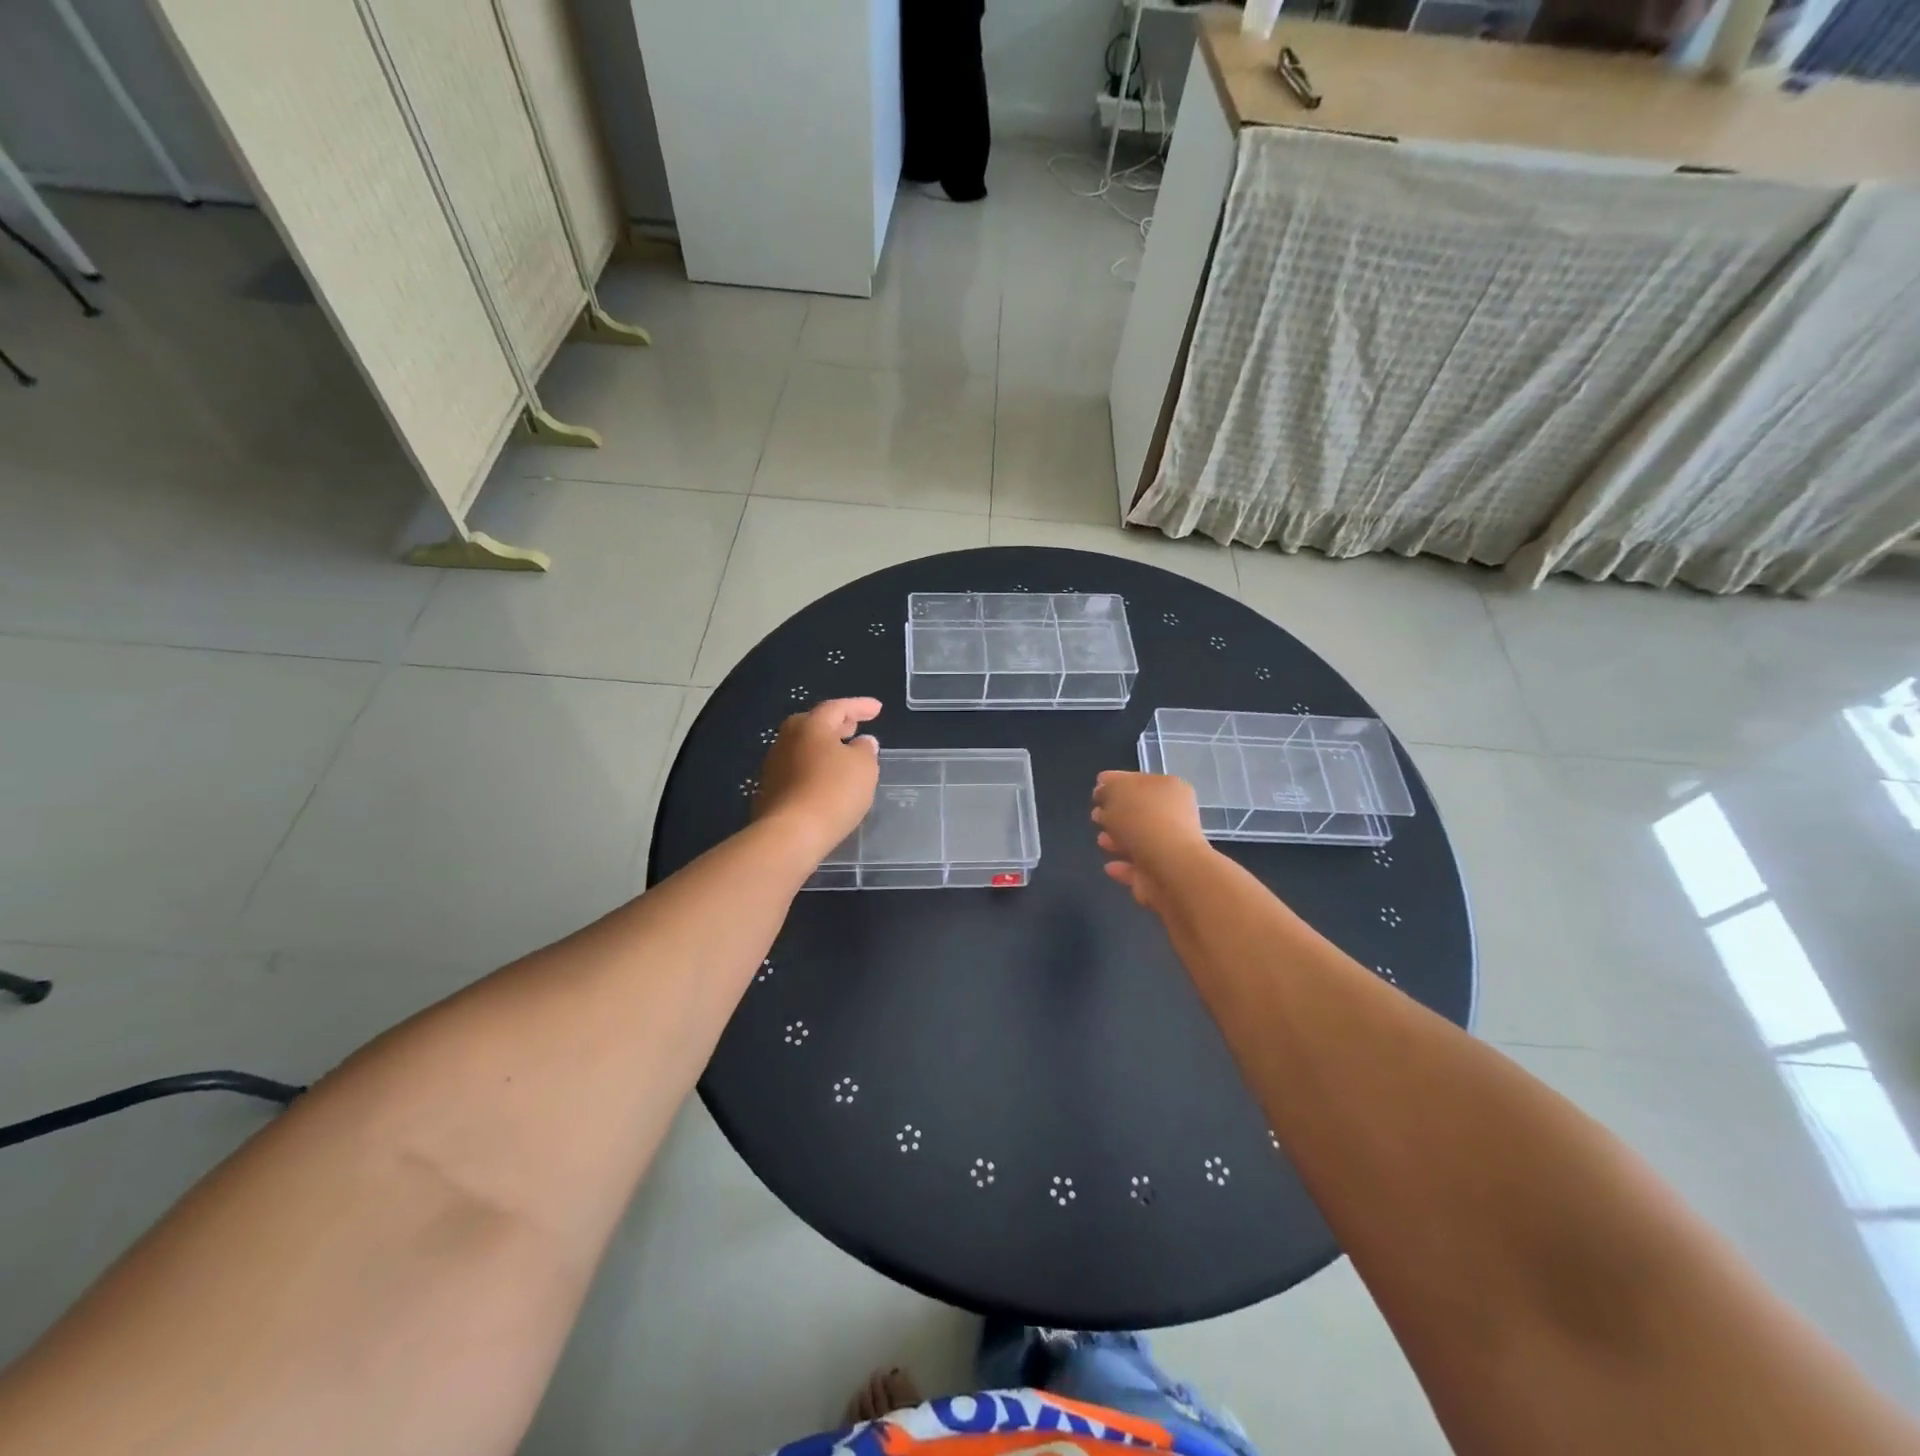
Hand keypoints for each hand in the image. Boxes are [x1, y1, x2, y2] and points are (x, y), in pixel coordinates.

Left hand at [754, 698, 881, 859]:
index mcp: (810, 726)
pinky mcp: (770, 791)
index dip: (859, 706)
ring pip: (804, 748)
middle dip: (837, 724)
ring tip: (844, 756)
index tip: (878, 708)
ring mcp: (774, 766)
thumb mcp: (864, 767)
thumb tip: (862, 742)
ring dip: (825, 748)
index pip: (837, 707)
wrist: (790, 834)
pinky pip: (798, 770)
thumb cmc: (833, 792)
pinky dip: (815, 769)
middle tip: (855, 727)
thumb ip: (865, 750)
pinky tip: (826, 781)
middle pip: (814, 724)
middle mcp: (787, 739)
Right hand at [1091, 770, 1214, 912]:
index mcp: (1168, 788)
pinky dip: (1123, 866)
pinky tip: (1109, 866)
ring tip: (1100, 841)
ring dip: (1119, 840)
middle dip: (1116, 813)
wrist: (1168, 868)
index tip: (1095, 792)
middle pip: (1140, 811)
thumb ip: (1107, 788)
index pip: (1138, 781)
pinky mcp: (1163, 875)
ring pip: (1139, 840)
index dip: (1115, 784)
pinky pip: (1138, 868)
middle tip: (1095, 816)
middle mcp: (1174, 815)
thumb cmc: (1142, 820)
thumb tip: (1103, 791)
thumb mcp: (1115, 790)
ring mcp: (1170, 847)